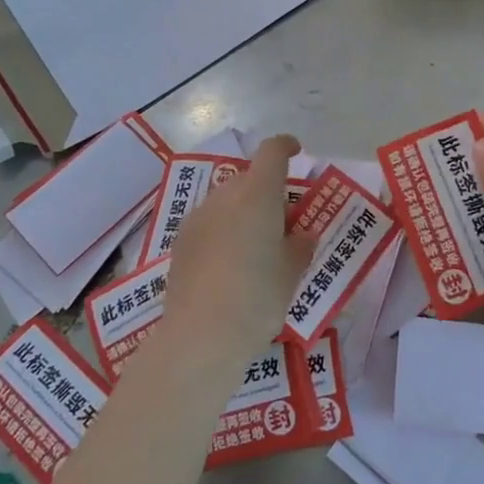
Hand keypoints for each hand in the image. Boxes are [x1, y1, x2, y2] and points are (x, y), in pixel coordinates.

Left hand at [156, 135, 313, 369]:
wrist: (200, 336)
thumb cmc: (257, 298)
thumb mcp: (291, 273)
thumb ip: (300, 246)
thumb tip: (302, 233)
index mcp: (258, 194)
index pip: (272, 151)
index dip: (286, 146)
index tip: (296, 151)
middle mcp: (225, 196)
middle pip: (248, 178)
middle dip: (267, 191)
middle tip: (283, 222)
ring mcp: (198, 217)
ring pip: (226, 201)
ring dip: (243, 212)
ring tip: (255, 248)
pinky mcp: (180, 241)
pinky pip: (209, 223)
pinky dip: (223, 231)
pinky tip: (228, 265)